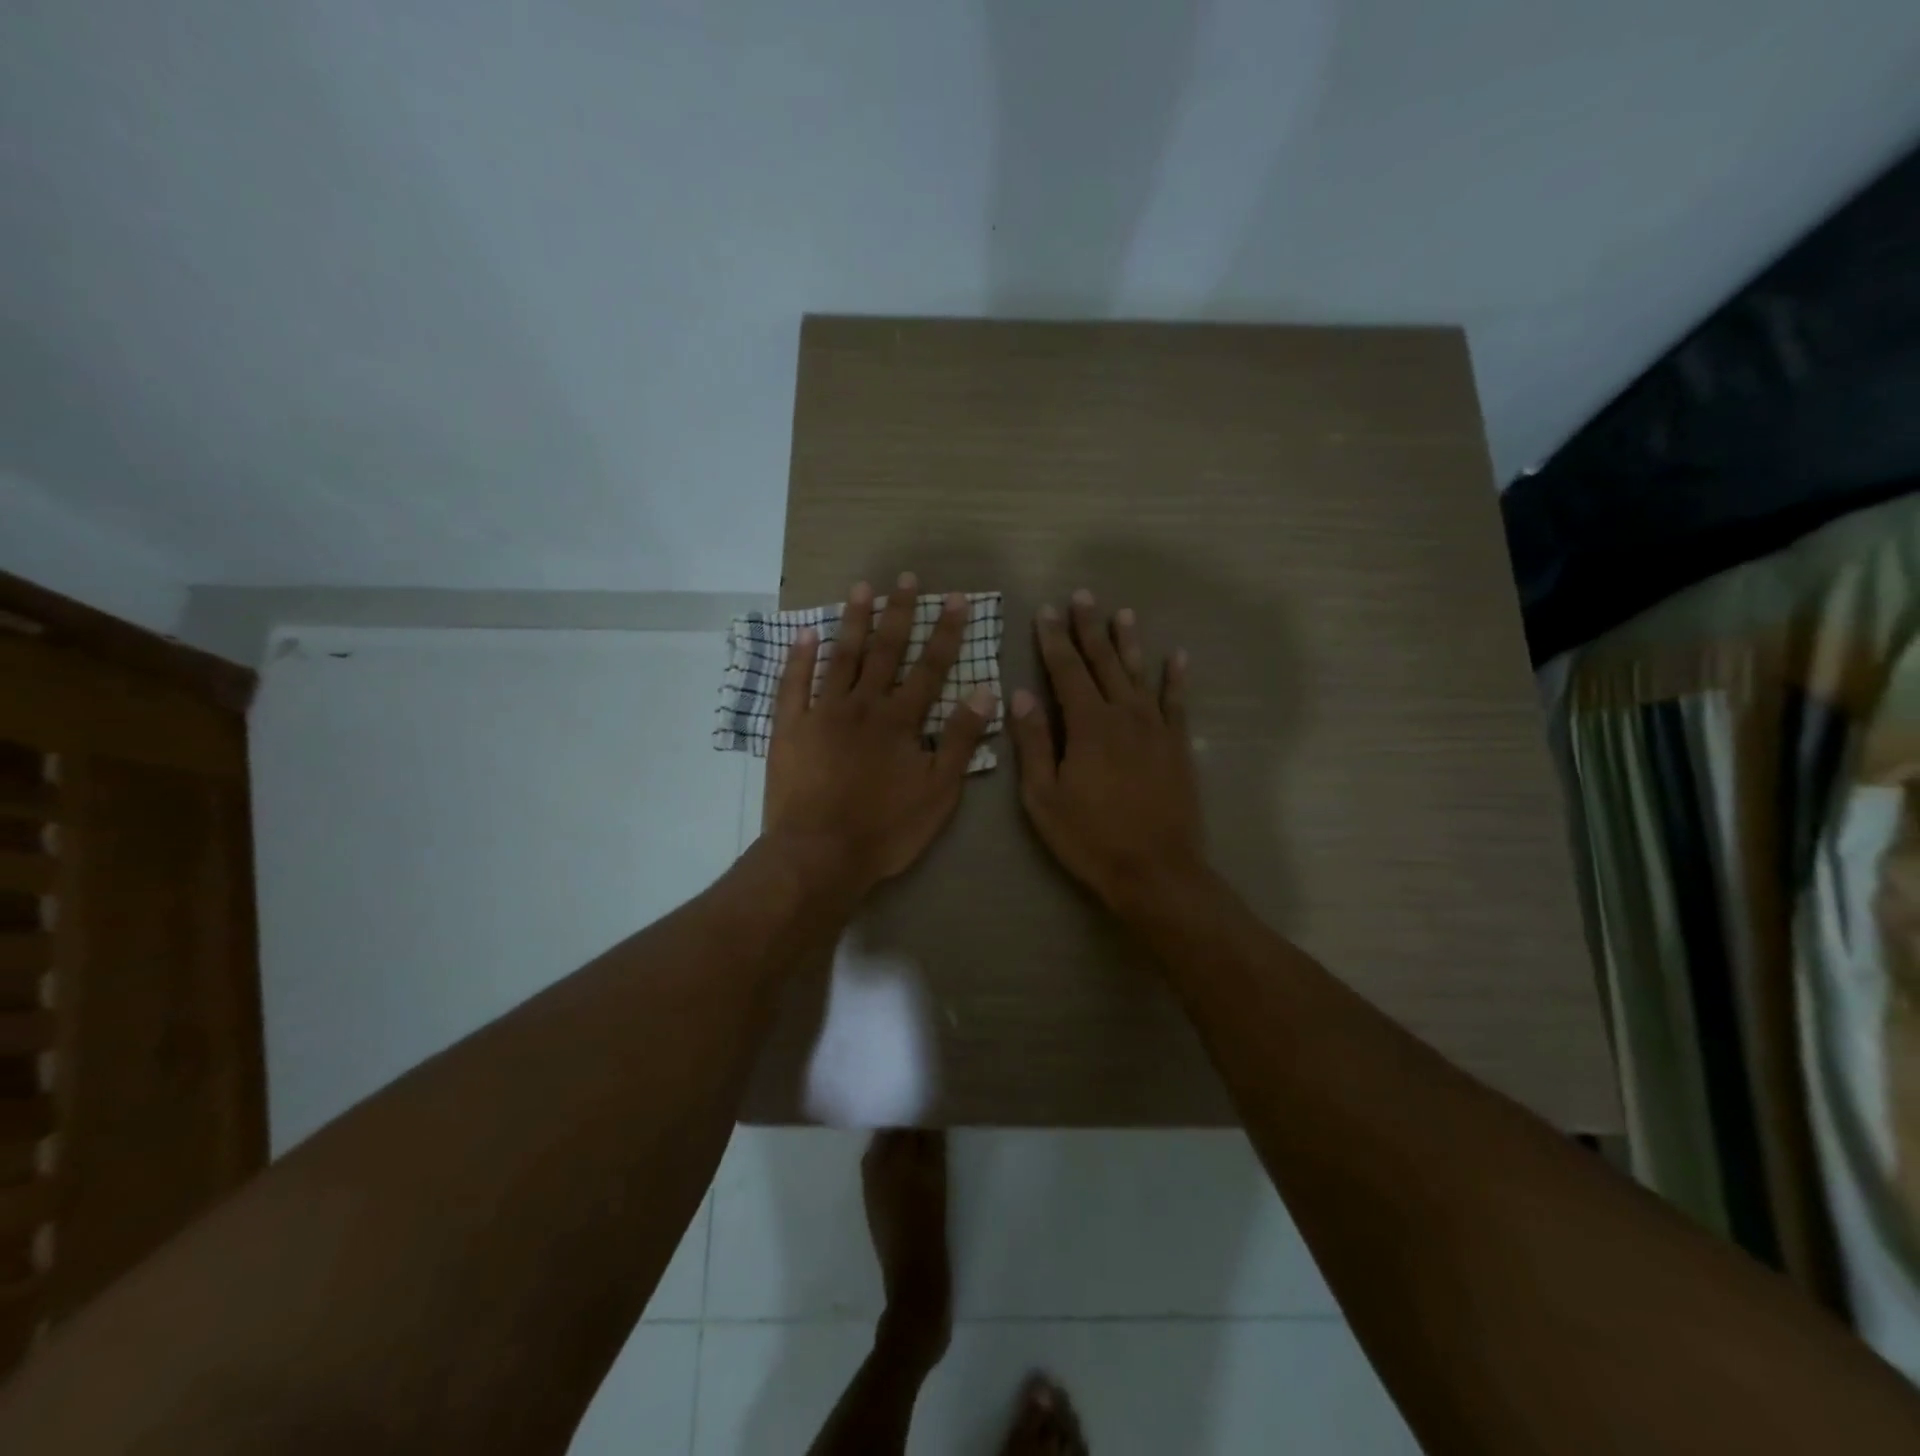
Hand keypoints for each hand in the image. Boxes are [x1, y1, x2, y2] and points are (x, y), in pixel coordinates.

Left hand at [764, 573, 996, 897]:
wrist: (819, 855)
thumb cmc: (885, 829)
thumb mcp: (938, 792)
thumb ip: (959, 740)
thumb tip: (985, 691)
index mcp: (900, 721)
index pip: (930, 667)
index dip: (945, 632)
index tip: (955, 599)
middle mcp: (862, 705)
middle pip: (884, 651)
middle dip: (898, 612)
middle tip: (904, 578)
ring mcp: (822, 713)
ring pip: (840, 657)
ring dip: (853, 621)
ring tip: (861, 588)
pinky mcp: (790, 728)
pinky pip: (793, 684)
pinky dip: (799, 658)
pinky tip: (806, 633)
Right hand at [1009, 591, 1206, 915]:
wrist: (1156, 871)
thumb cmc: (1089, 837)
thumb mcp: (1043, 796)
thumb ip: (1033, 742)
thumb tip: (1021, 693)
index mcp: (1087, 725)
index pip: (1065, 671)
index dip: (1054, 639)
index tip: (1046, 610)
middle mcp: (1124, 715)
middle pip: (1103, 662)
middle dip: (1089, 628)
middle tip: (1083, 596)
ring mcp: (1156, 728)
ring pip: (1139, 674)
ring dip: (1128, 642)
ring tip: (1122, 613)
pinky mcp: (1178, 746)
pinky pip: (1177, 702)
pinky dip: (1176, 678)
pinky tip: (1177, 656)